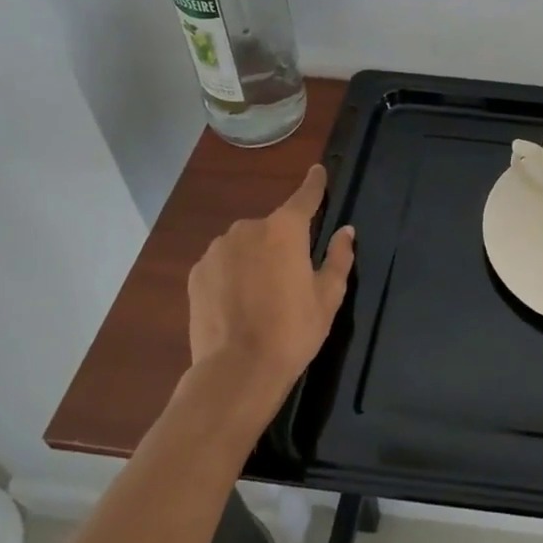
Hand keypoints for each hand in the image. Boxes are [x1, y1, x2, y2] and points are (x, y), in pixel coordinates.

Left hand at [185, 165, 354, 411]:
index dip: (315, 183)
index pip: (305, 196)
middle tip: (290, 277)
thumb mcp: (328, 296)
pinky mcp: (197, 273)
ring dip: (254, 257)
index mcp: (286, 229)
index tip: (319, 171)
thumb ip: (339, 257)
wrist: (236, 371)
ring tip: (261, 295)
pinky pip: (222, 263)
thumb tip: (345, 231)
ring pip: (245, 244)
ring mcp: (218, 250)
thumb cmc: (293, 331)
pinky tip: (238, 303)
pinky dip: (232, 273)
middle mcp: (249, 228)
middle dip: (281, 242)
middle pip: (273, 226)